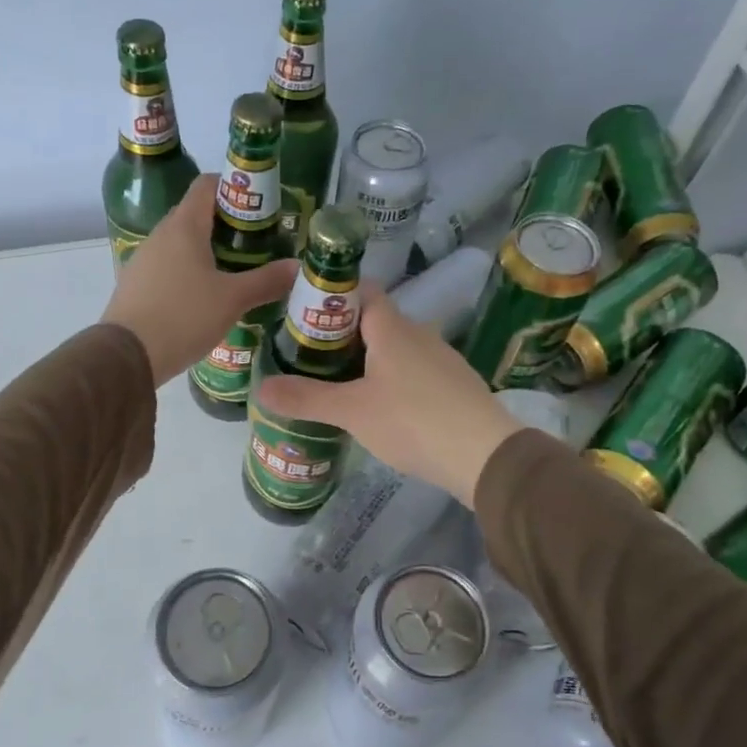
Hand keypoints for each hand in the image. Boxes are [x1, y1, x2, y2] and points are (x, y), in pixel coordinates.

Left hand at [101, 175, 298, 386]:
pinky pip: (167, 268)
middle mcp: (160, 235)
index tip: (258, 206)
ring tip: (235, 272)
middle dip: (226, 224)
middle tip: (256, 244)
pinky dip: (188, 273)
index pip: (207, 185)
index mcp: (184, 226)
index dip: (233, 187)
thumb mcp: (232, 299)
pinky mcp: (135, 285)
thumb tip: (297, 267)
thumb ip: (266, 281)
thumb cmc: (184, 316)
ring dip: (206, 251)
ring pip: (180, 244)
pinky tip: (204, 298)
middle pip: (195, 215)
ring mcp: (143, 260)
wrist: (127, 355)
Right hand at [252, 287, 523, 507]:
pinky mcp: (453, 385)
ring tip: (336, 381)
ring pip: (395, 347)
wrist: (485, 456)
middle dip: (342, 333)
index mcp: (393, 327)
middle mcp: (419, 333)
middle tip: (309, 354)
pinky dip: (390, 379)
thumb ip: (306, 398)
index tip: (303, 313)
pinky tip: (378, 406)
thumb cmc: (413, 420)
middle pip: (375, 320)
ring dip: (367, 358)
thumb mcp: (352, 411)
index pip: (361, 291)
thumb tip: (261, 388)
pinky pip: (413, 370)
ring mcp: (440, 359)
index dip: (332, 296)